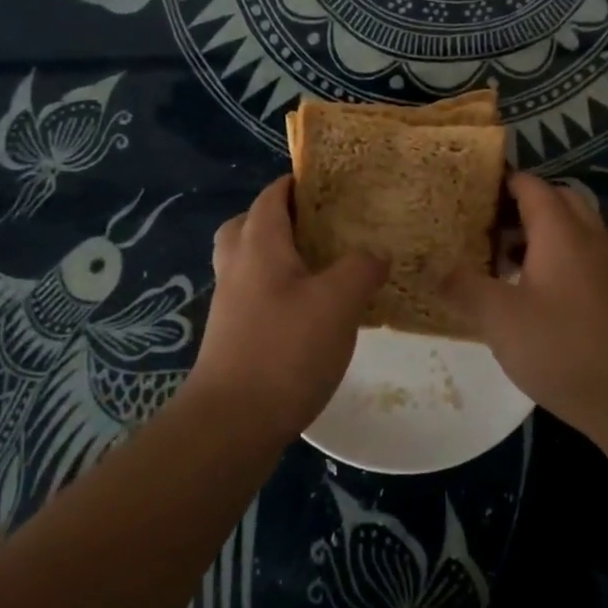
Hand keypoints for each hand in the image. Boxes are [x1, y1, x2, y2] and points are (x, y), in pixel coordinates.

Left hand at [188, 175, 387, 438]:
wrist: (231, 423)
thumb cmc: (285, 350)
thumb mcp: (338, 303)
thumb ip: (361, 268)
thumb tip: (377, 251)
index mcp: (259, 243)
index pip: (273, 195)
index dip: (298, 183)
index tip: (331, 184)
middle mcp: (237, 265)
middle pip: (249, 224)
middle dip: (281, 218)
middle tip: (319, 226)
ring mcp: (230, 302)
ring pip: (249, 260)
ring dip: (278, 256)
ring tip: (320, 268)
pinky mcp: (232, 335)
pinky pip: (254, 293)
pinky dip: (278, 290)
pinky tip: (310, 312)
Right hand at [441, 172, 607, 439]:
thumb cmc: (562, 348)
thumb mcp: (499, 319)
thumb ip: (463, 287)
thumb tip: (431, 265)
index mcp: (560, 230)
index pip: (530, 185)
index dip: (500, 182)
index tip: (468, 191)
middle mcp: (590, 236)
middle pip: (556, 200)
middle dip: (520, 206)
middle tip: (485, 226)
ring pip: (573, 229)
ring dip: (540, 234)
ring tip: (503, 261)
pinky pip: (585, 255)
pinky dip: (558, 258)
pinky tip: (536, 294)